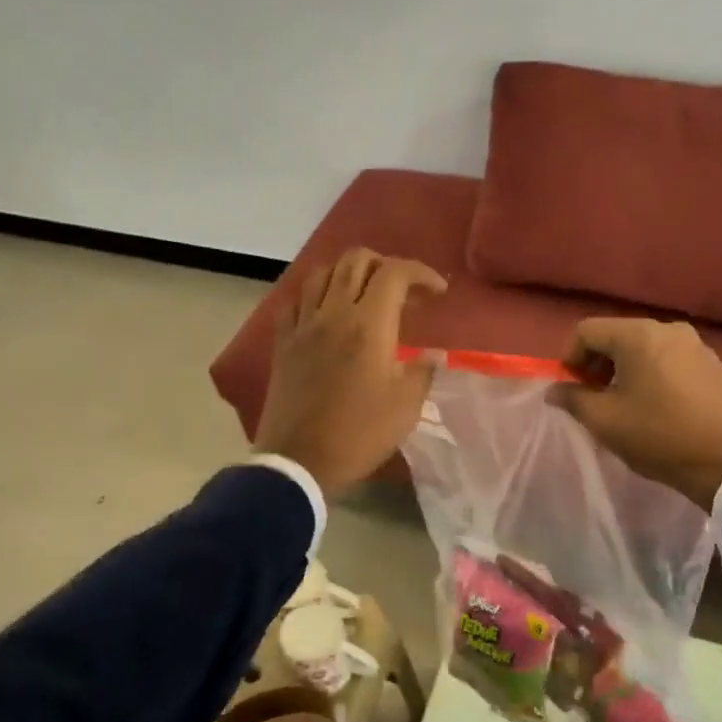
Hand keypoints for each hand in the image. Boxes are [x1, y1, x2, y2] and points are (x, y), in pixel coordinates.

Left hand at [254, 249, 447, 495]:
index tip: (438, 292)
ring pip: (323, 272)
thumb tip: (431, 356)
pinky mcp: (283, 341)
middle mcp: (333, 312)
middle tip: (403, 291)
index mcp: (368, 324)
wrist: (298, 461)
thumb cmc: (359, 434)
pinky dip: (316, 294)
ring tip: (365, 295)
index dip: (421, 273)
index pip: (395, 273)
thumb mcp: (406, 408)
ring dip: (349, 273)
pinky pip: (297, 300)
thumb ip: (422, 372)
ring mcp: (303, 324)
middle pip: (356, 260)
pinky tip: (327, 312)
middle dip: (385, 265)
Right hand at [548, 318, 721, 510]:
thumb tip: (555, 389)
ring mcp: (700, 347)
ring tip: (630, 404)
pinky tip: (664, 408)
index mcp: (639, 336)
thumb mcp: (604, 421)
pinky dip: (660, 376)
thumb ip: (573, 398)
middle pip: (620, 336)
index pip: (588, 331)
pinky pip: (677, 362)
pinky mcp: (719, 367)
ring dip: (630, 370)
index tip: (572, 388)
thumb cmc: (657, 437)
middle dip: (600, 363)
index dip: (570, 357)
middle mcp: (671, 330)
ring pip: (650, 348)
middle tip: (596, 397)